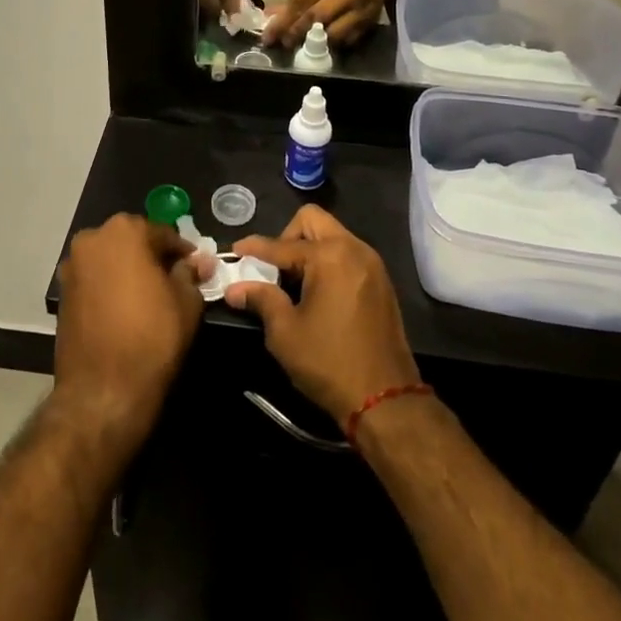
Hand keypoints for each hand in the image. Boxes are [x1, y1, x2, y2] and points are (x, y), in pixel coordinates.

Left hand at [53, 215, 203, 453]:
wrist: (102, 391)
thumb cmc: (152, 337)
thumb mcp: (186, 302)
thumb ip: (190, 274)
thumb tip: (196, 263)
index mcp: (124, 230)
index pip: (163, 234)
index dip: (183, 253)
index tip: (196, 270)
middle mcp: (92, 239)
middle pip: (133, 242)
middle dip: (153, 258)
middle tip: (174, 282)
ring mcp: (72, 266)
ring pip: (111, 260)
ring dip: (129, 271)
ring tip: (150, 298)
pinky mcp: (62, 294)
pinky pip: (95, 280)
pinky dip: (110, 287)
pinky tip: (126, 310)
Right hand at [224, 206, 419, 425]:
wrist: (386, 399)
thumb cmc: (329, 363)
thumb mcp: (286, 333)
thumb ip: (261, 300)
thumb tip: (235, 289)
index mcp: (329, 256)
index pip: (282, 244)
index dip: (254, 248)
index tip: (234, 252)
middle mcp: (354, 249)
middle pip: (313, 221)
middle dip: (287, 236)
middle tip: (274, 268)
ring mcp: (371, 263)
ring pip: (332, 234)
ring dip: (309, 248)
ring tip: (294, 282)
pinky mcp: (381, 281)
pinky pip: (348, 254)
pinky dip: (328, 261)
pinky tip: (317, 292)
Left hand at [264, 0, 393, 48]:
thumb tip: (273, 16)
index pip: (303, 0)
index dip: (285, 21)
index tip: (269, 36)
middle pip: (318, 18)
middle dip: (296, 33)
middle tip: (283, 44)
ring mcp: (362, 8)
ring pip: (334, 33)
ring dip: (315, 43)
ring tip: (301, 46)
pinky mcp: (370, 21)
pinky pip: (348, 40)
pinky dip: (333, 45)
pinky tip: (322, 45)